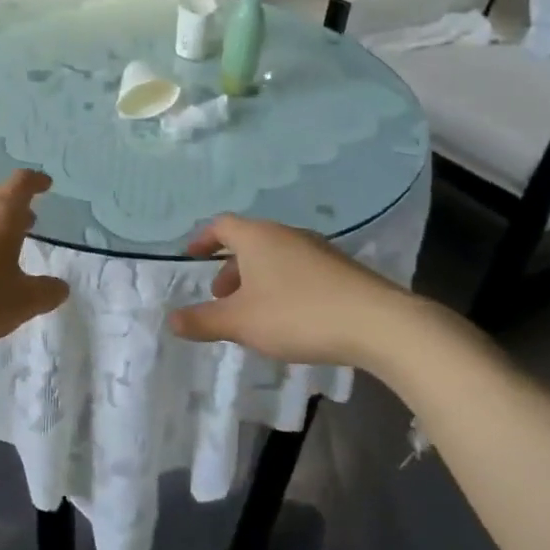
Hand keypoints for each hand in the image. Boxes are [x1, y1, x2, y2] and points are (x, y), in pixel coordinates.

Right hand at [167, 215, 475, 380]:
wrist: (378, 324)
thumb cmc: (298, 315)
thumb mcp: (241, 323)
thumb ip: (203, 321)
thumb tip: (171, 320)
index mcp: (258, 237)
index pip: (222, 225)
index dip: (203, 239)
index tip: (192, 256)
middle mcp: (287, 234)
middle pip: (249, 242)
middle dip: (230, 268)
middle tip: (220, 297)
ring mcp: (318, 249)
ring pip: (275, 257)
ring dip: (256, 279)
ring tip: (253, 313)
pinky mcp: (341, 270)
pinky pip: (299, 270)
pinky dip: (282, 286)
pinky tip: (289, 318)